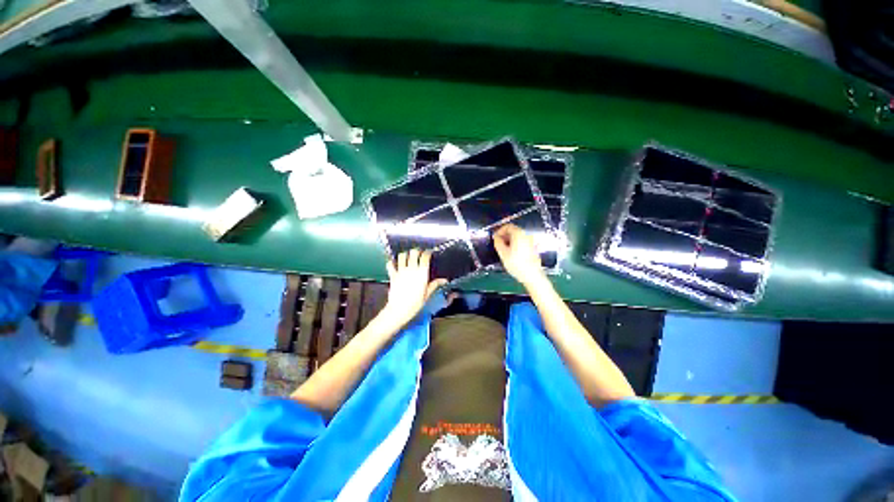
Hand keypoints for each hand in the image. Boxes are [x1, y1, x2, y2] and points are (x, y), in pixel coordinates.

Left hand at [381, 249, 446, 328]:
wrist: (399, 310)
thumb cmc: (415, 304)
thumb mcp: (427, 294)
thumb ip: (435, 284)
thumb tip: (444, 280)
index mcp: (422, 273)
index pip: (425, 256)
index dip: (428, 252)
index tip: (429, 253)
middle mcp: (412, 269)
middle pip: (413, 252)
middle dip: (416, 251)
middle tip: (418, 255)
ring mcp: (401, 271)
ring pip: (402, 256)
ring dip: (405, 255)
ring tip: (407, 258)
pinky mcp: (393, 275)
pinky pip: (390, 264)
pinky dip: (392, 262)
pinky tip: (394, 264)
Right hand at [493, 224, 545, 286]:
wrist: (533, 276)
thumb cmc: (516, 264)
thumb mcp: (503, 253)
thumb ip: (498, 243)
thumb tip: (496, 237)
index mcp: (519, 234)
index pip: (508, 226)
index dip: (499, 231)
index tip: (494, 238)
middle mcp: (526, 235)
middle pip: (513, 231)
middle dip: (504, 236)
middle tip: (497, 244)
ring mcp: (530, 241)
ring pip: (517, 237)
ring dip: (509, 240)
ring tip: (503, 250)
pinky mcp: (532, 248)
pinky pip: (521, 242)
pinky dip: (514, 244)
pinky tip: (511, 253)